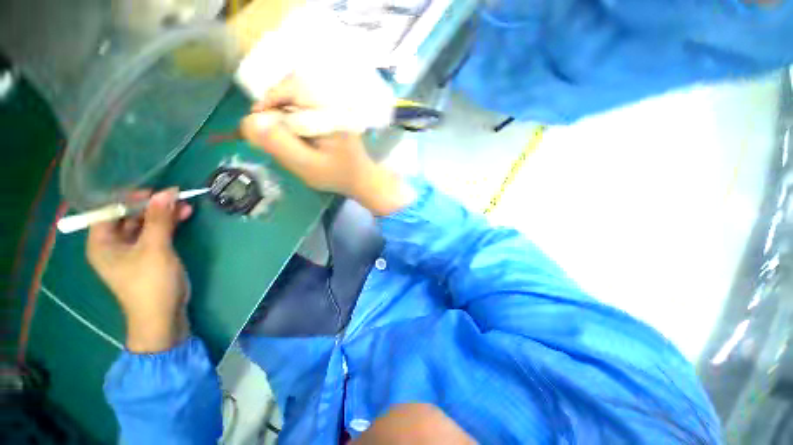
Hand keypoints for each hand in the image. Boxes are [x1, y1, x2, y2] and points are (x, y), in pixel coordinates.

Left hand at [87, 189, 192, 352]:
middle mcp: (113, 244)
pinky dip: (168, 225)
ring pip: (145, 224)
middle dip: (152, 206)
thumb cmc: (151, 283)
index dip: (129, 198)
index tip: (154, 192)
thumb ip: (159, 219)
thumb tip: (167, 192)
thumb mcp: (155, 249)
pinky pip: (155, 234)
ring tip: (185, 205)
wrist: (163, 316)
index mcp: (102, 243)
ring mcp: (131, 251)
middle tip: (175, 197)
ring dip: (164, 214)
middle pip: (129, 216)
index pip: (109, 210)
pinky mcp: (148, 256)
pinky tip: (183, 217)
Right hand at [240, 75, 414, 215]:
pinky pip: (307, 106)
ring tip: (283, 137)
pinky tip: (297, 137)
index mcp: (330, 111)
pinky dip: (295, 118)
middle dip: (275, 107)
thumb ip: (280, 144)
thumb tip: (250, 121)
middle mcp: (334, 102)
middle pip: (293, 88)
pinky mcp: (334, 114)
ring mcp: (336, 107)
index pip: (292, 86)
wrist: (362, 179)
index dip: (269, 99)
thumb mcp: (307, 165)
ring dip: (284, 113)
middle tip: (269, 132)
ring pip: (298, 97)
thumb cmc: (338, 175)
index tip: (258, 122)